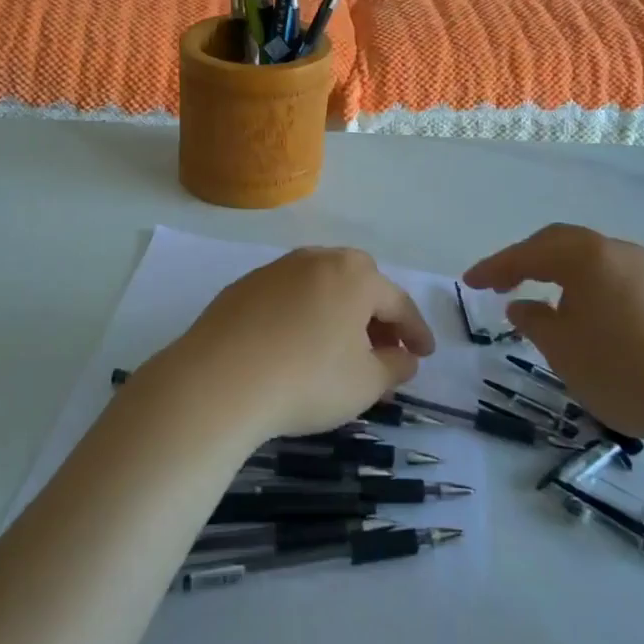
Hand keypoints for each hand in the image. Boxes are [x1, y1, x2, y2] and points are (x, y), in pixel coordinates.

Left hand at [145, 247, 435, 440]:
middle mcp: (316, 259)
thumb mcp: (366, 383)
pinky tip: (295, 346)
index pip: (397, 302)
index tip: (425, 355)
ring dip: (339, 313)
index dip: (416, 331)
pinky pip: (288, 296)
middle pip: (359, 284)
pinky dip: (303, 315)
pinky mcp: (244, 286)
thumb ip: (394, 367)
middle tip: (383, 350)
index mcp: (354, 275)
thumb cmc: (306, 380)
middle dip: (376, 316)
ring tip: (339, 350)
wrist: (218, 381)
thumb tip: (405, 358)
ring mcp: (276, 269)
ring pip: (321, 287)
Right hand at [463, 224, 643, 447]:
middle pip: (561, 244)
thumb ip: (534, 321)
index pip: (529, 253)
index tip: (469, 282)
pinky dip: (588, 288)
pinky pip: (614, 278)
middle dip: (526, 261)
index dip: (495, 267)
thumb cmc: (624, 369)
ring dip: (559, 273)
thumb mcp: (563, 350)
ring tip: (541, 301)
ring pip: (591, 260)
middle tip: (500, 284)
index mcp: (587, 256)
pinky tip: (585, 316)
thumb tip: (523, 306)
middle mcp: (618, 251)